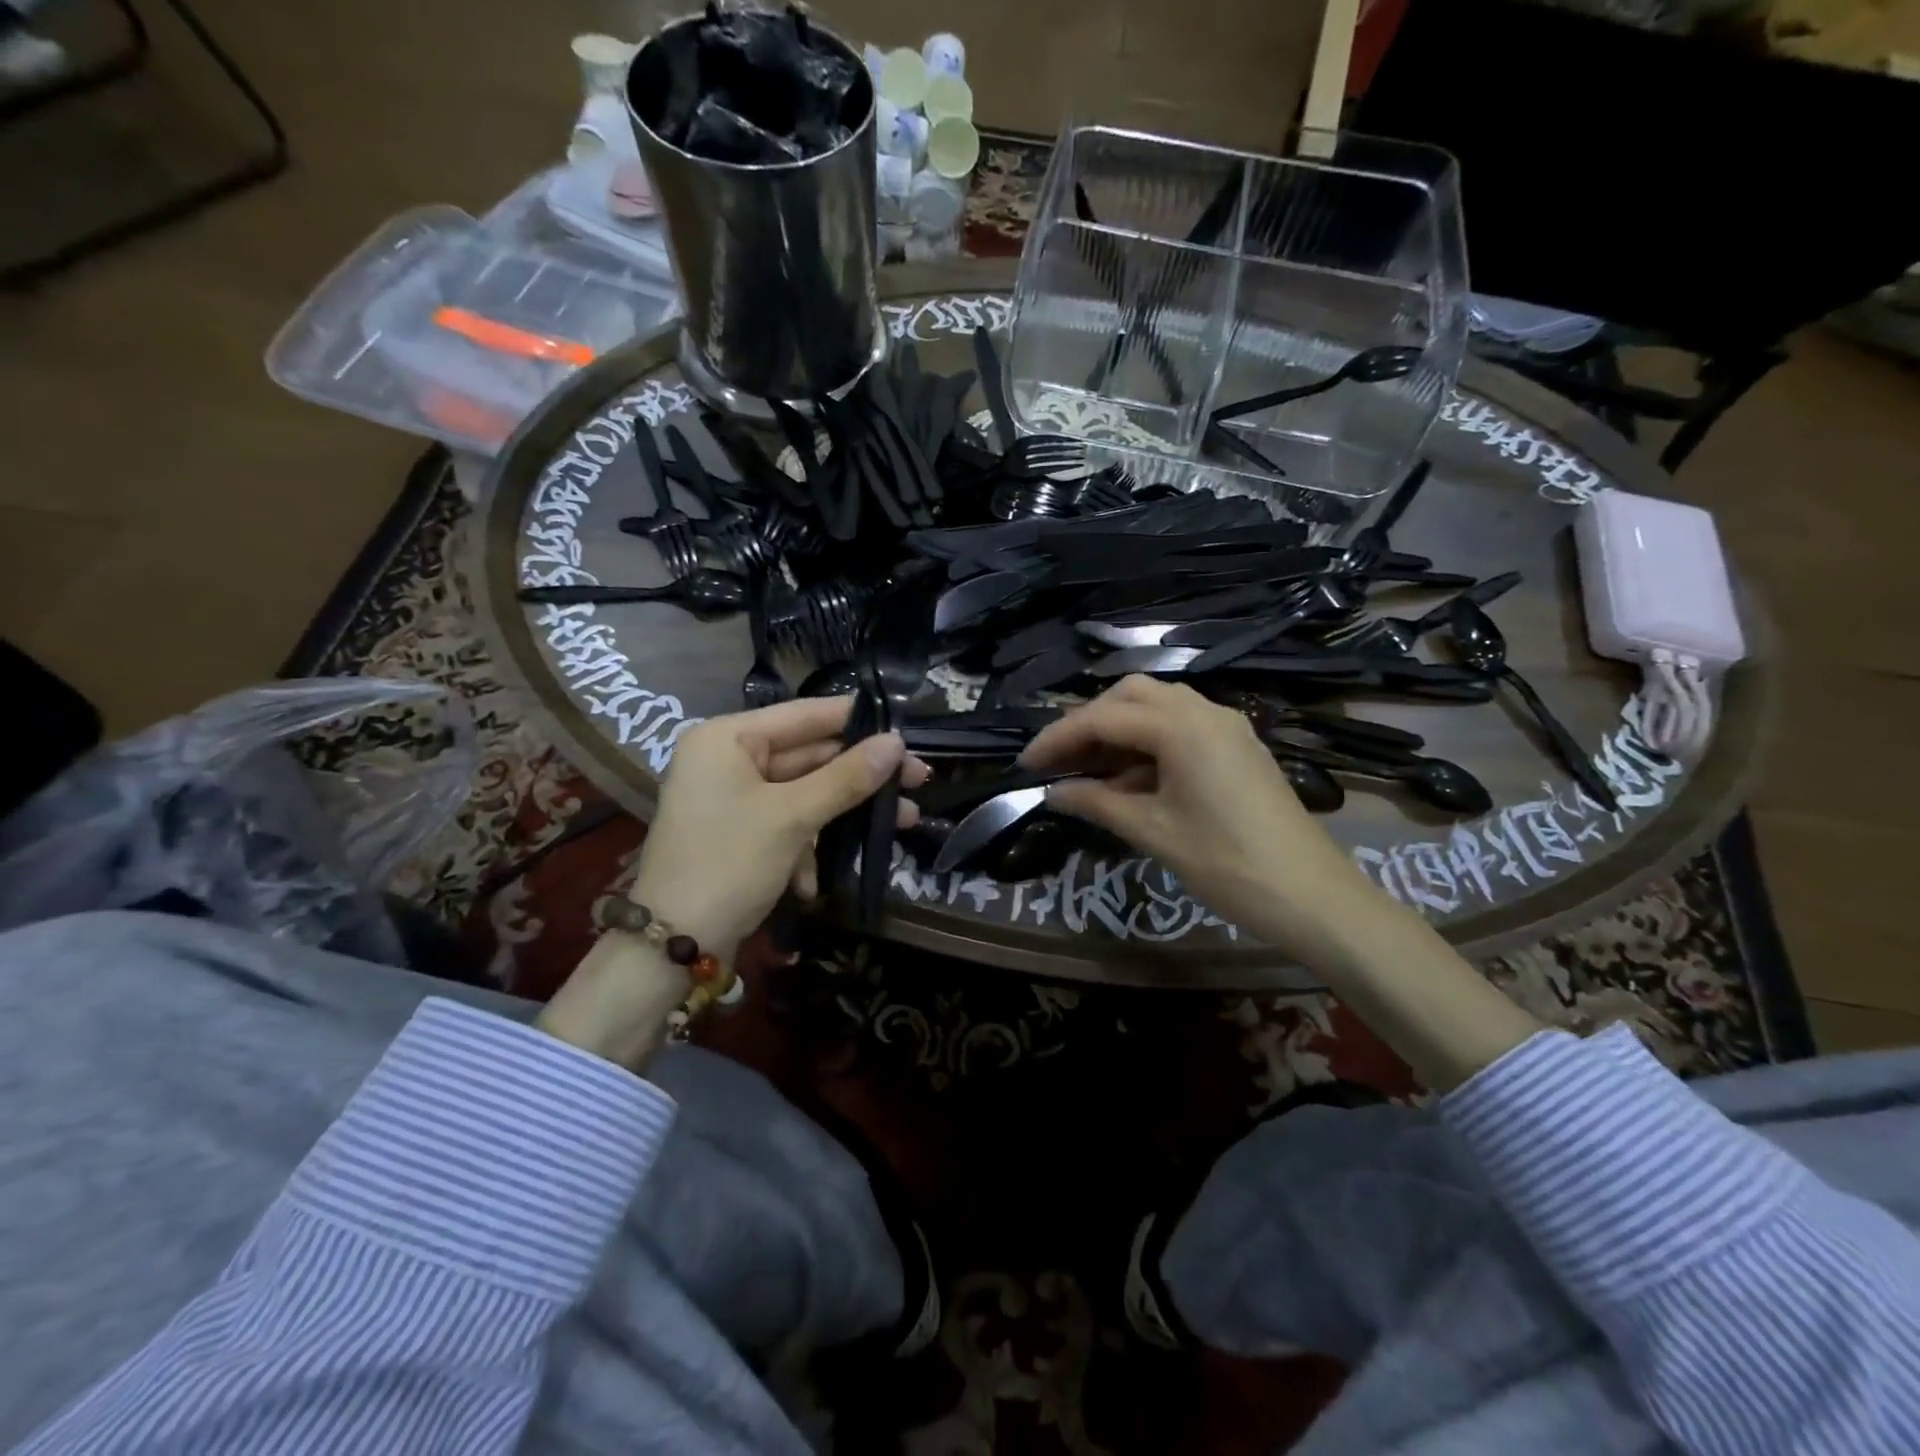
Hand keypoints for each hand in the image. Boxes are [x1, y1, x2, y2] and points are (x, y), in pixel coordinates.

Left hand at [629, 696, 929, 959]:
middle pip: (809, 756)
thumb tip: (897, 744)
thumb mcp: (793, 817)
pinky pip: (786, 823)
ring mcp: (732, 798)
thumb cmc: (728, 863)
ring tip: (902, 823)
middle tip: (917, 782)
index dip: (858, 722)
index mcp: (728, 738)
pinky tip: (814, 881)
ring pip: (804, 792)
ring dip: (843, 815)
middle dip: (861, 776)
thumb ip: (847, 777)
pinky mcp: (739, 832)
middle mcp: (727, 759)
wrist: (671, 944)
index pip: (806, 715)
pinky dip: (807, 846)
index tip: (907, 731)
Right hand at [1022, 677, 1543, 1087]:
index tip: (1025, 763)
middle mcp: (1205, 711)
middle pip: (1131, 695)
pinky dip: (1147, 743)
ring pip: (1158, 707)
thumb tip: (1054, 792)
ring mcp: (1227, 726)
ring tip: (1086, 768)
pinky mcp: (1238, 746)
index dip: (1058, 737)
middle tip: (1059, 759)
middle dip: (1088, 721)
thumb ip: (1097, 803)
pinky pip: (1181, 727)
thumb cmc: (1227, 864)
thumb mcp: (1153, 833)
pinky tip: (1128, 778)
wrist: (1313, 896)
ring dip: (1118, 729)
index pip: (1103, 718)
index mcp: (1182, 726)